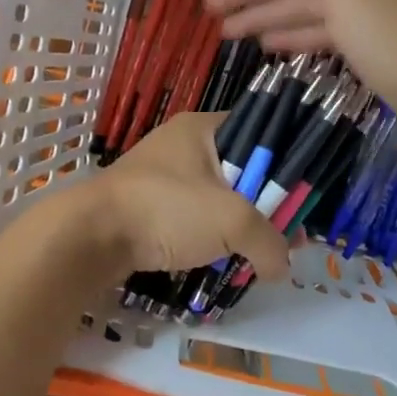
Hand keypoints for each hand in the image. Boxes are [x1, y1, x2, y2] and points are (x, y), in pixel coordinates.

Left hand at [72, 112, 289, 278]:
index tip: (304, 197)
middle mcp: (183, 144)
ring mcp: (163, 175)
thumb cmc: (166, 209)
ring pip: (218, 195)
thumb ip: (270, 241)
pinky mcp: (150, 205)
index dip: (286, 162)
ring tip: (260, 252)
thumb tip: (283, 268)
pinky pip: (193, 215)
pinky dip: (211, 235)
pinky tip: (225, 257)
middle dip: (266, 202)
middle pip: (242, 168)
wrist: (91, 236)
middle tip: (288, 233)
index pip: (260, 131)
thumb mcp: (232, 221)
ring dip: (239, 223)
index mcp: (203, 127)